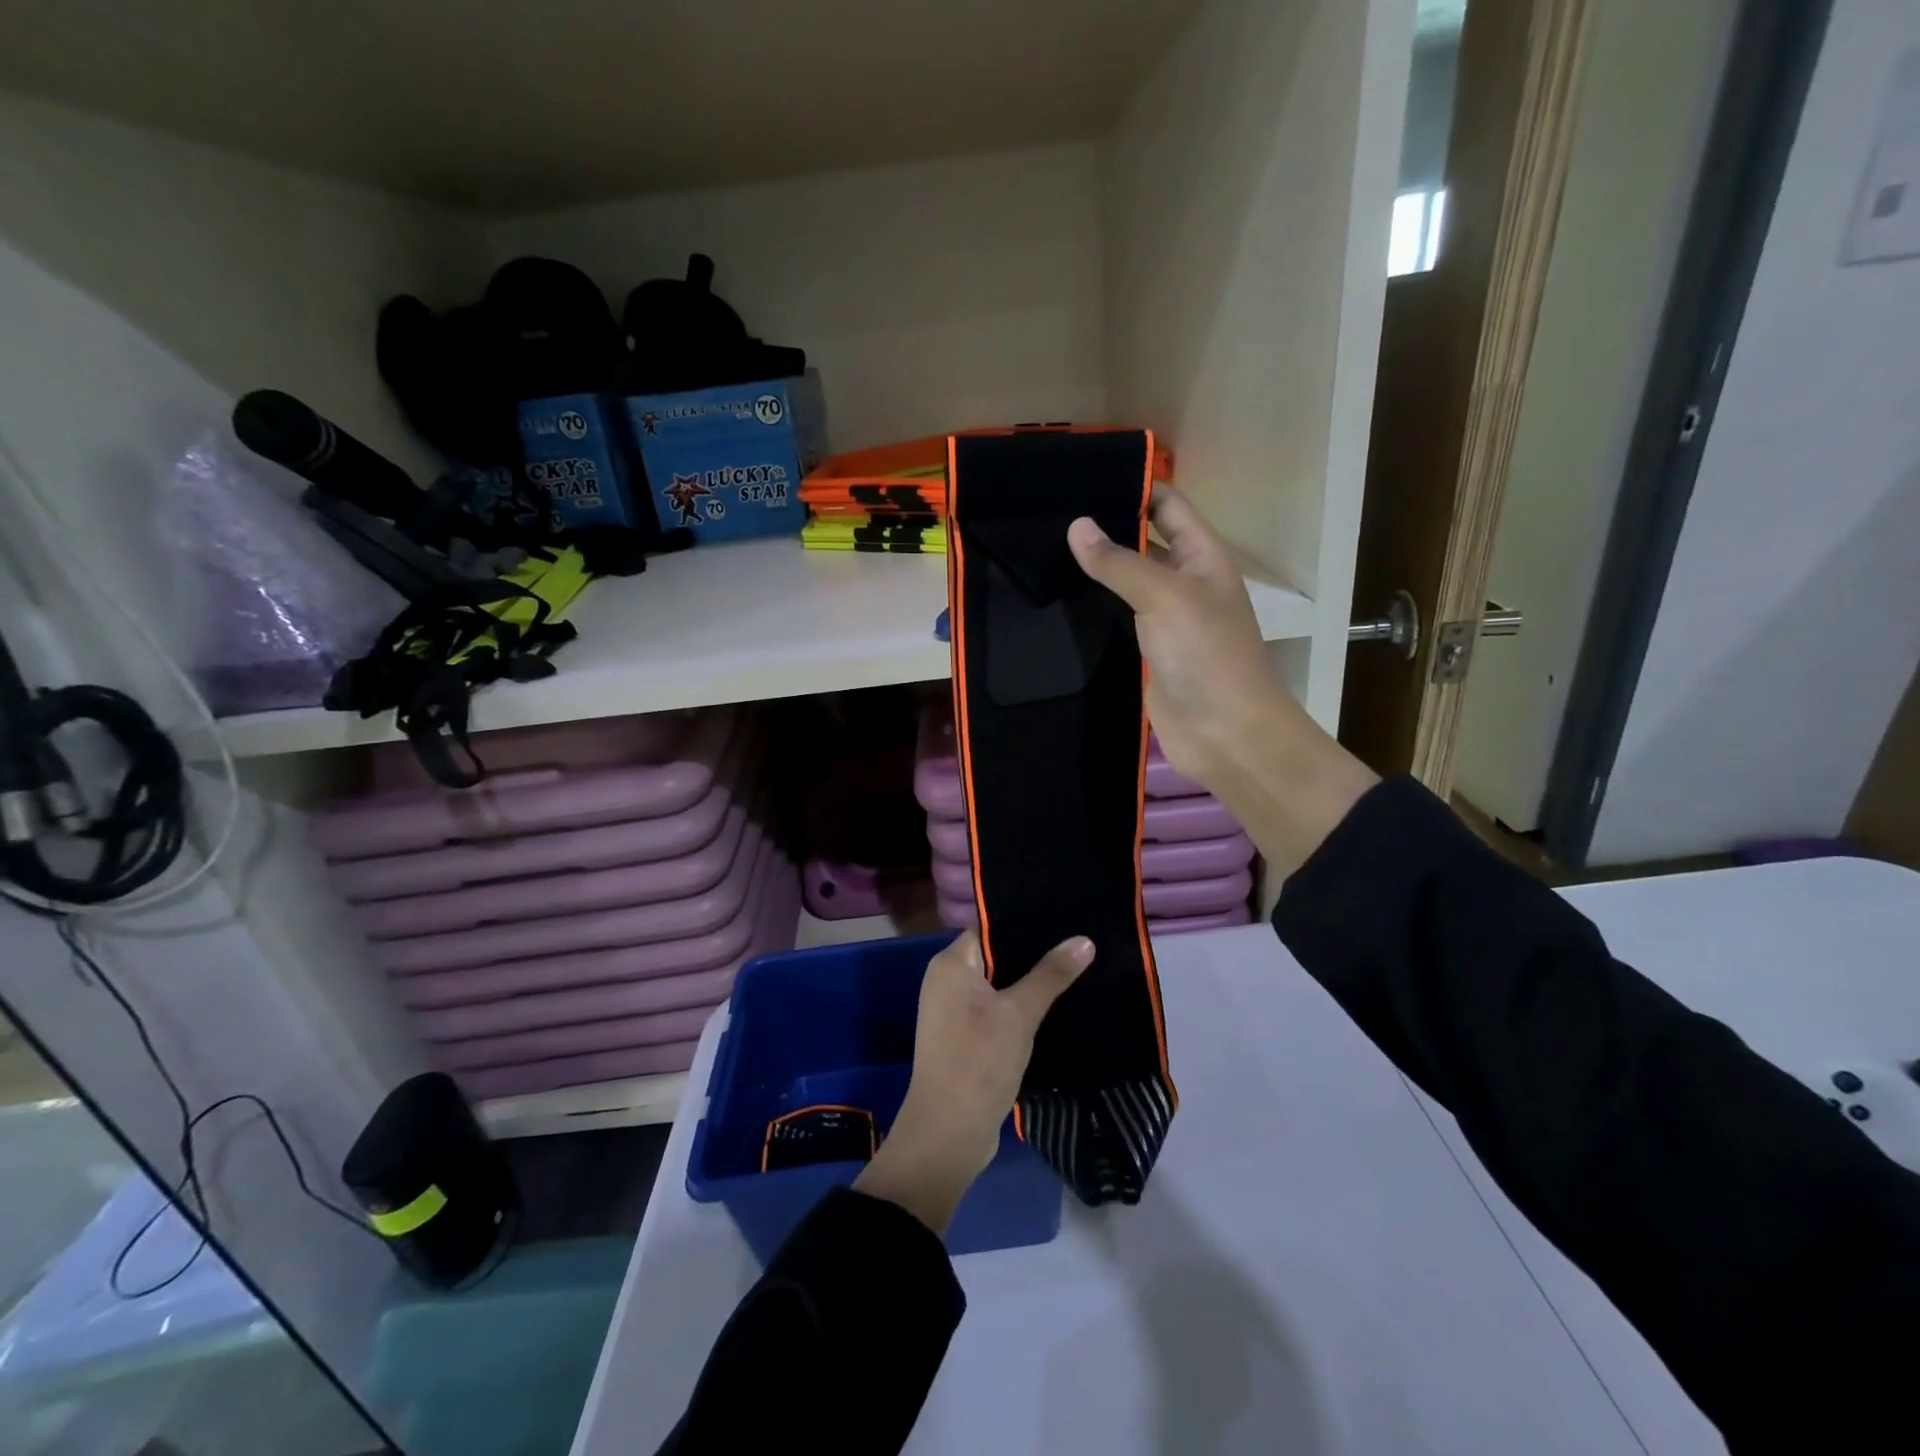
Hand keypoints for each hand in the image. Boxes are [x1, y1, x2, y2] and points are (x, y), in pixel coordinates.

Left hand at [854, 931, 1092, 1234]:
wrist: (948, 1134)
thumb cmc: (978, 1061)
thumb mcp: (1019, 1014)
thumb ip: (1051, 975)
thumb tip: (1084, 940)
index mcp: (951, 964)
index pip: (989, 926)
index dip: (1025, 920)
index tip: (1064, 915)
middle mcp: (947, 980)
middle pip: (996, 954)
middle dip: (1034, 952)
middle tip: (1079, 941)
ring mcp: (954, 1011)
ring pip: (999, 984)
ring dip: (1030, 982)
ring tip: (1076, 967)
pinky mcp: (966, 1038)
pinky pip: (997, 1009)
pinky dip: (1021, 1007)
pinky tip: (1057, 1005)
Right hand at [1066, 487, 1289, 787]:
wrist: (1225, 734)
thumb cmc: (1207, 655)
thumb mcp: (1166, 597)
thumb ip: (1120, 562)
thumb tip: (1077, 526)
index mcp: (1203, 556)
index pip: (1168, 505)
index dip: (1134, 485)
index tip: (1082, 477)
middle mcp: (1184, 582)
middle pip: (1143, 542)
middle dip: (1105, 526)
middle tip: (1047, 513)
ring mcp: (1163, 620)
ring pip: (1124, 584)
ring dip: (1093, 570)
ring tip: (1040, 549)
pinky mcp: (1144, 653)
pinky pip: (1115, 622)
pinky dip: (1090, 610)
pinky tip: (1054, 600)